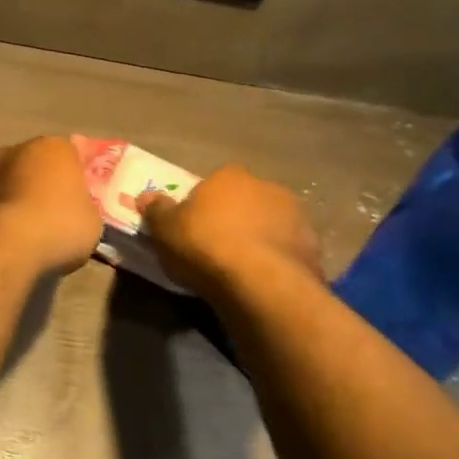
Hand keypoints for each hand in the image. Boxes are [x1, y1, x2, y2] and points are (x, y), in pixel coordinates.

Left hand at [0, 137, 104, 275]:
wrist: (4, 245)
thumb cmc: (59, 225)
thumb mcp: (91, 221)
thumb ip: (83, 208)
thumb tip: (74, 213)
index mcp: (54, 147)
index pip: (69, 155)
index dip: (73, 179)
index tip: (77, 201)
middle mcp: (16, 149)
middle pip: (34, 165)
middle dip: (40, 185)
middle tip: (51, 215)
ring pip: (7, 182)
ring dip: (14, 199)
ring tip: (24, 232)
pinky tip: (3, 239)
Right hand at [138, 164, 322, 295]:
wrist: (260, 282)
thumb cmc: (204, 246)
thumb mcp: (165, 229)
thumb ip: (156, 210)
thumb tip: (147, 196)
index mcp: (229, 176)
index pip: (212, 185)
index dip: (201, 206)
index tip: (192, 229)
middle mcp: (266, 187)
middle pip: (243, 201)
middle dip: (233, 219)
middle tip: (215, 249)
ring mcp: (295, 215)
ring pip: (268, 224)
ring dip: (258, 238)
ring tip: (241, 269)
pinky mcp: (312, 245)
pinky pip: (286, 250)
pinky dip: (276, 260)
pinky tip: (262, 280)